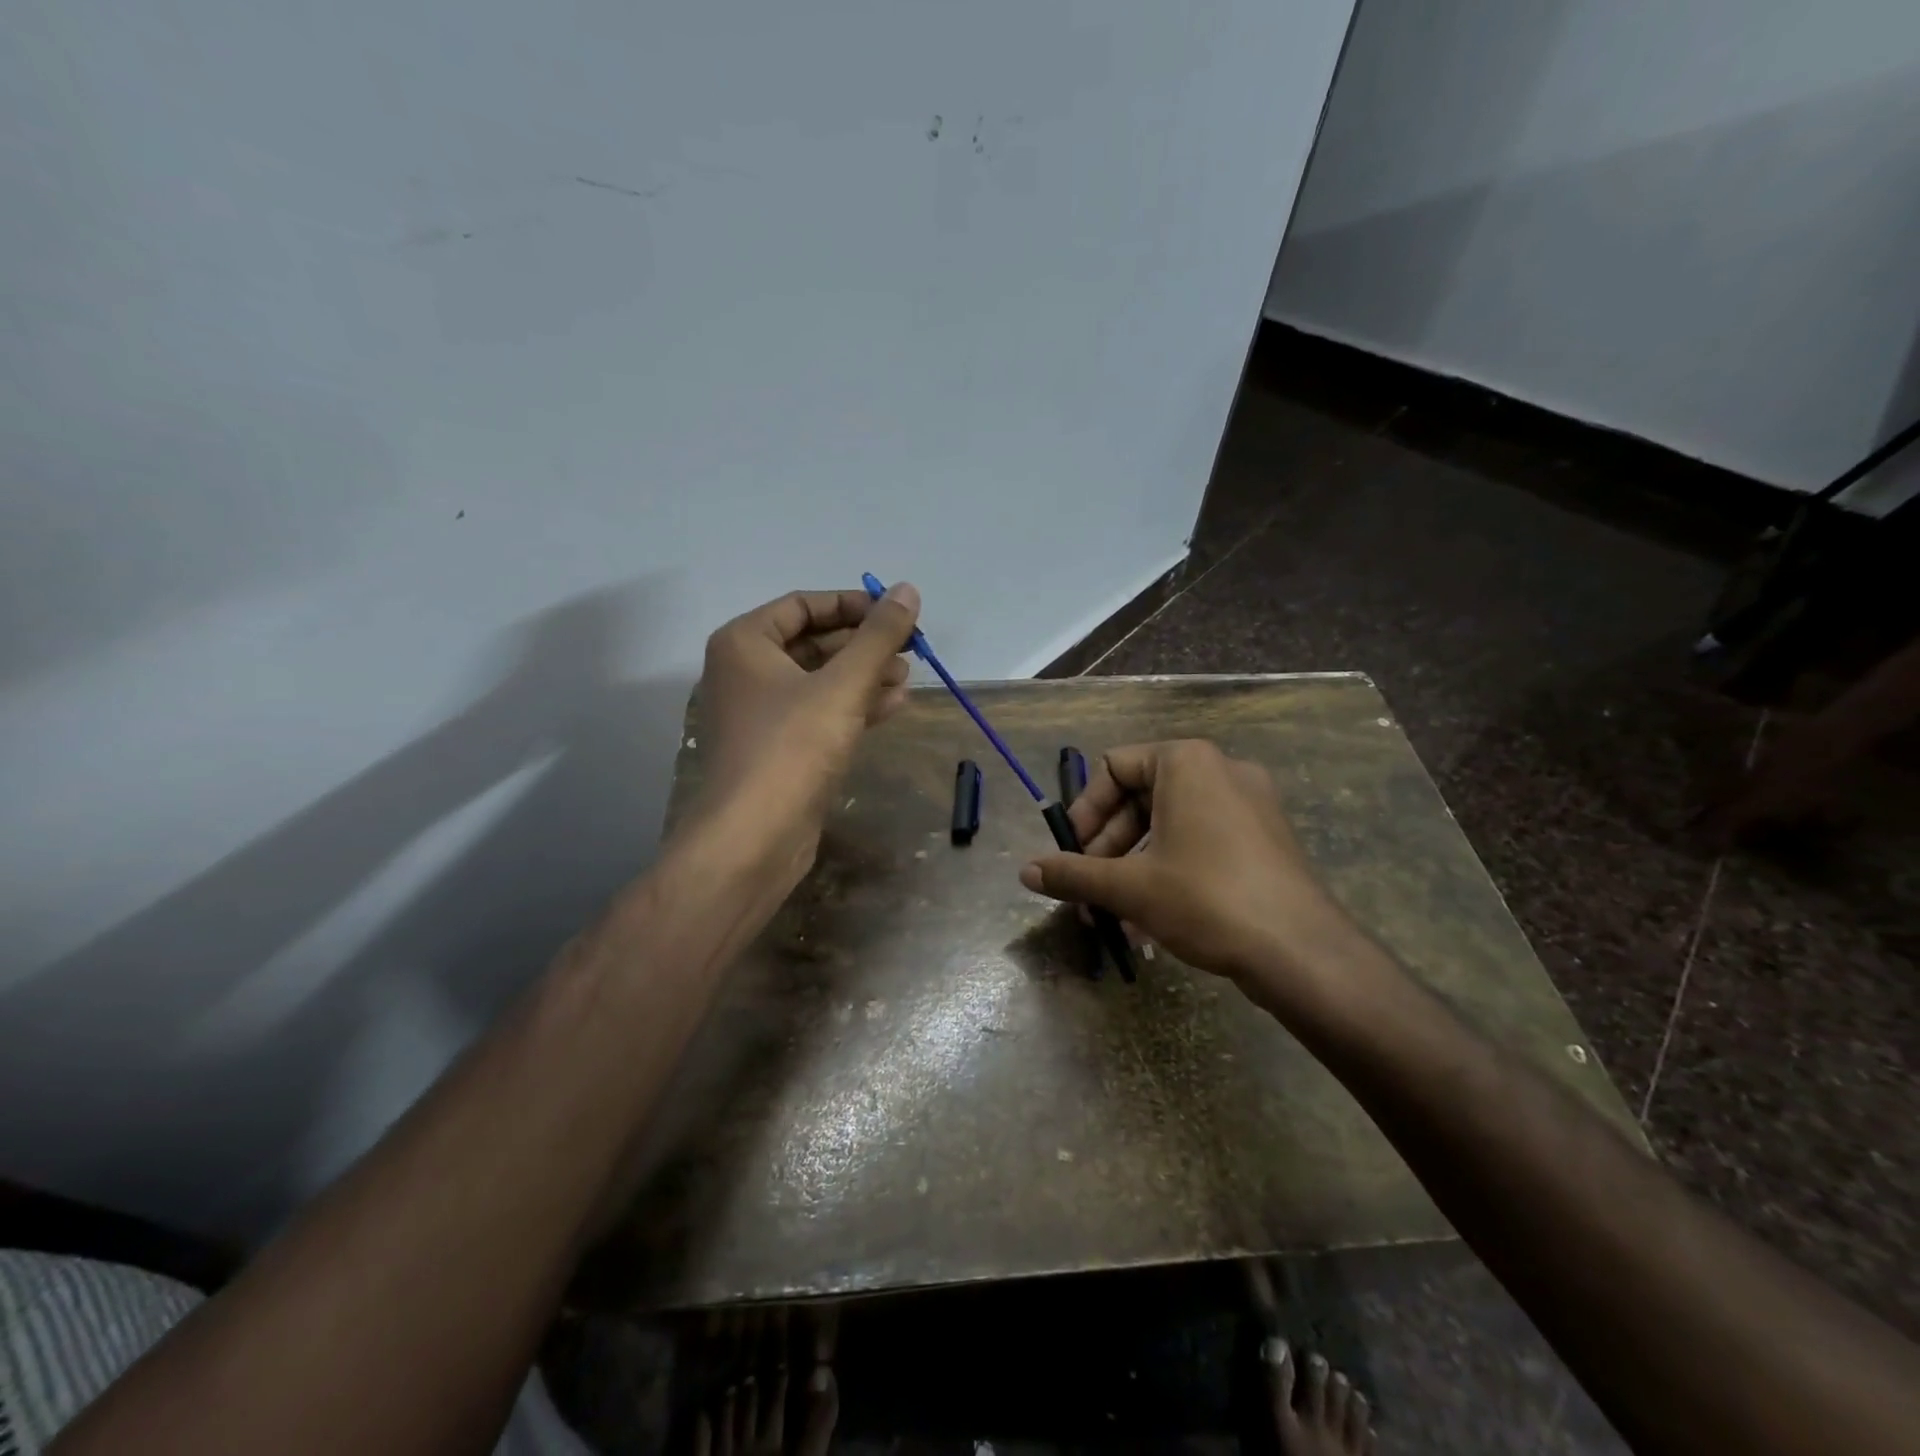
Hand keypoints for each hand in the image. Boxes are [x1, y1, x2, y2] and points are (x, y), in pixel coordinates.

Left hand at [691, 583, 919, 885]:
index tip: (897, 613)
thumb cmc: (792, 748)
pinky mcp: (778, 749)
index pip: (804, 605)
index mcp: (745, 643)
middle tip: (910, 648)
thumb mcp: (843, 685)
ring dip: (864, 676)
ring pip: (820, 680)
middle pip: (813, 642)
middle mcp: (746, 672)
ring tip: (908, 676)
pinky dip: (854, 706)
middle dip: (863, 644)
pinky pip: (819, 713)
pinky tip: (893, 705)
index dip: (853, 604)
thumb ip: (878, 636)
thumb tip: (908, 590)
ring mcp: (760, 714)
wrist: (753, 839)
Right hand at [1018, 739, 1360, 1009]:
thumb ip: (1073, 874)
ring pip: (1169, 826)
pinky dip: (1168, 871)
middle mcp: (1220, 770)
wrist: (1302, 951)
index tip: (1070, 853)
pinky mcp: (1264, 839)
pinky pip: (1200, 842)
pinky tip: (1149, 922)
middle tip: (1086, 891)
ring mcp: (1249, 805)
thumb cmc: (1206, 899)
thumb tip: (1025, 872)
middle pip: (1140, 798)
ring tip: (1113, 916)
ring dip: (1132, 867)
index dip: (1084, 810)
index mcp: (1186, 762)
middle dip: (1106, 848)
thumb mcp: (1129, 887)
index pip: (1114, 766)